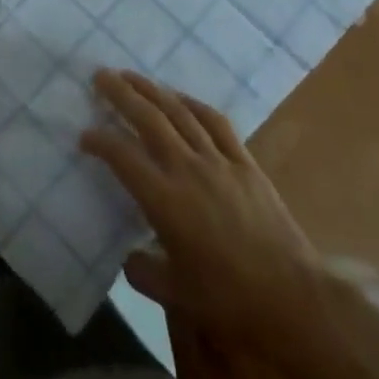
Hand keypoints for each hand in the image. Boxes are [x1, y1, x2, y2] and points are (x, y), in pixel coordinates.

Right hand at [81, 70, 332, 345]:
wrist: (294, 300)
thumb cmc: (230, 302)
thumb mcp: (175, 296)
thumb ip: (143, 272)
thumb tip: (129, 256)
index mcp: (165, 201)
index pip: (122, 157)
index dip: (100, 141)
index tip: (84, 136)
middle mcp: (188, 170)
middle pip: (148, 119)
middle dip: (121, 94)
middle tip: (100, 76)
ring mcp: (219, 161)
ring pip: (179, 113)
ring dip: (152, 90)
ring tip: (132, 76)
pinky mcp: (245, 163)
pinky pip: (216, 123)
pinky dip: (193, 104)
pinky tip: (180, 98)